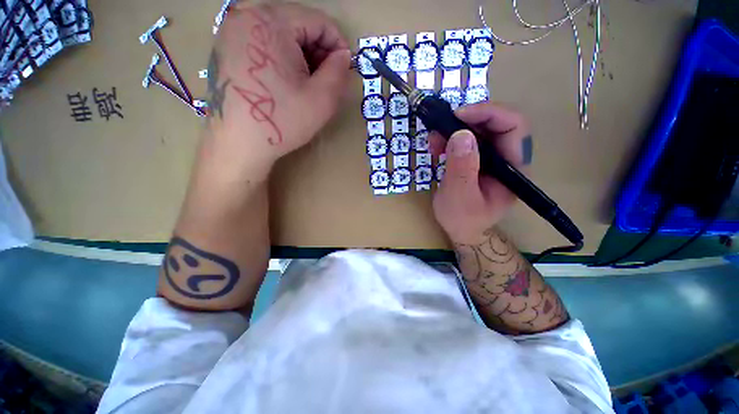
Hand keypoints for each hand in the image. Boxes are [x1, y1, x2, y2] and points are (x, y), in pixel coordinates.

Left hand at [205, 3, 351, 178]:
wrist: (238, 144)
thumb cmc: (282, 121)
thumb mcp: (322, 99)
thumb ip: (339, 71)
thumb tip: (343, 56)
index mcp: (271, 21)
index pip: (319, 21)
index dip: (338, 45)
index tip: (344, 70)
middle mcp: (246, 16)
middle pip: (298, 23)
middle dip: (319, 51)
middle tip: (325, 81)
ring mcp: (232, 30)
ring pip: (282, 33)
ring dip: (302, 56)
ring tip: (307, 85)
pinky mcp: (226, 47)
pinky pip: (264, 43)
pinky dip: (282, 58)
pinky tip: (286, 83)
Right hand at [429, 103, 531, 244]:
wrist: (461, 230)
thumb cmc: (463, 219)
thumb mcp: (459, 197)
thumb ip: (461, 168)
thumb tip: (461, 134)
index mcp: (513, 168)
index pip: (514, 127)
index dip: (489, 114)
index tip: (458, 115)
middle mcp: (507, 158)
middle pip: (496, 123)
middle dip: (466, 120)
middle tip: (440, 127)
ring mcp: (492, 157)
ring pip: (479, 129)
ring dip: (454, 129)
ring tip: (434, 141)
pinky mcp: (478, 159)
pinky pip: (467, 139)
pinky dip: (450, 137)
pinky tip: (437, 146)